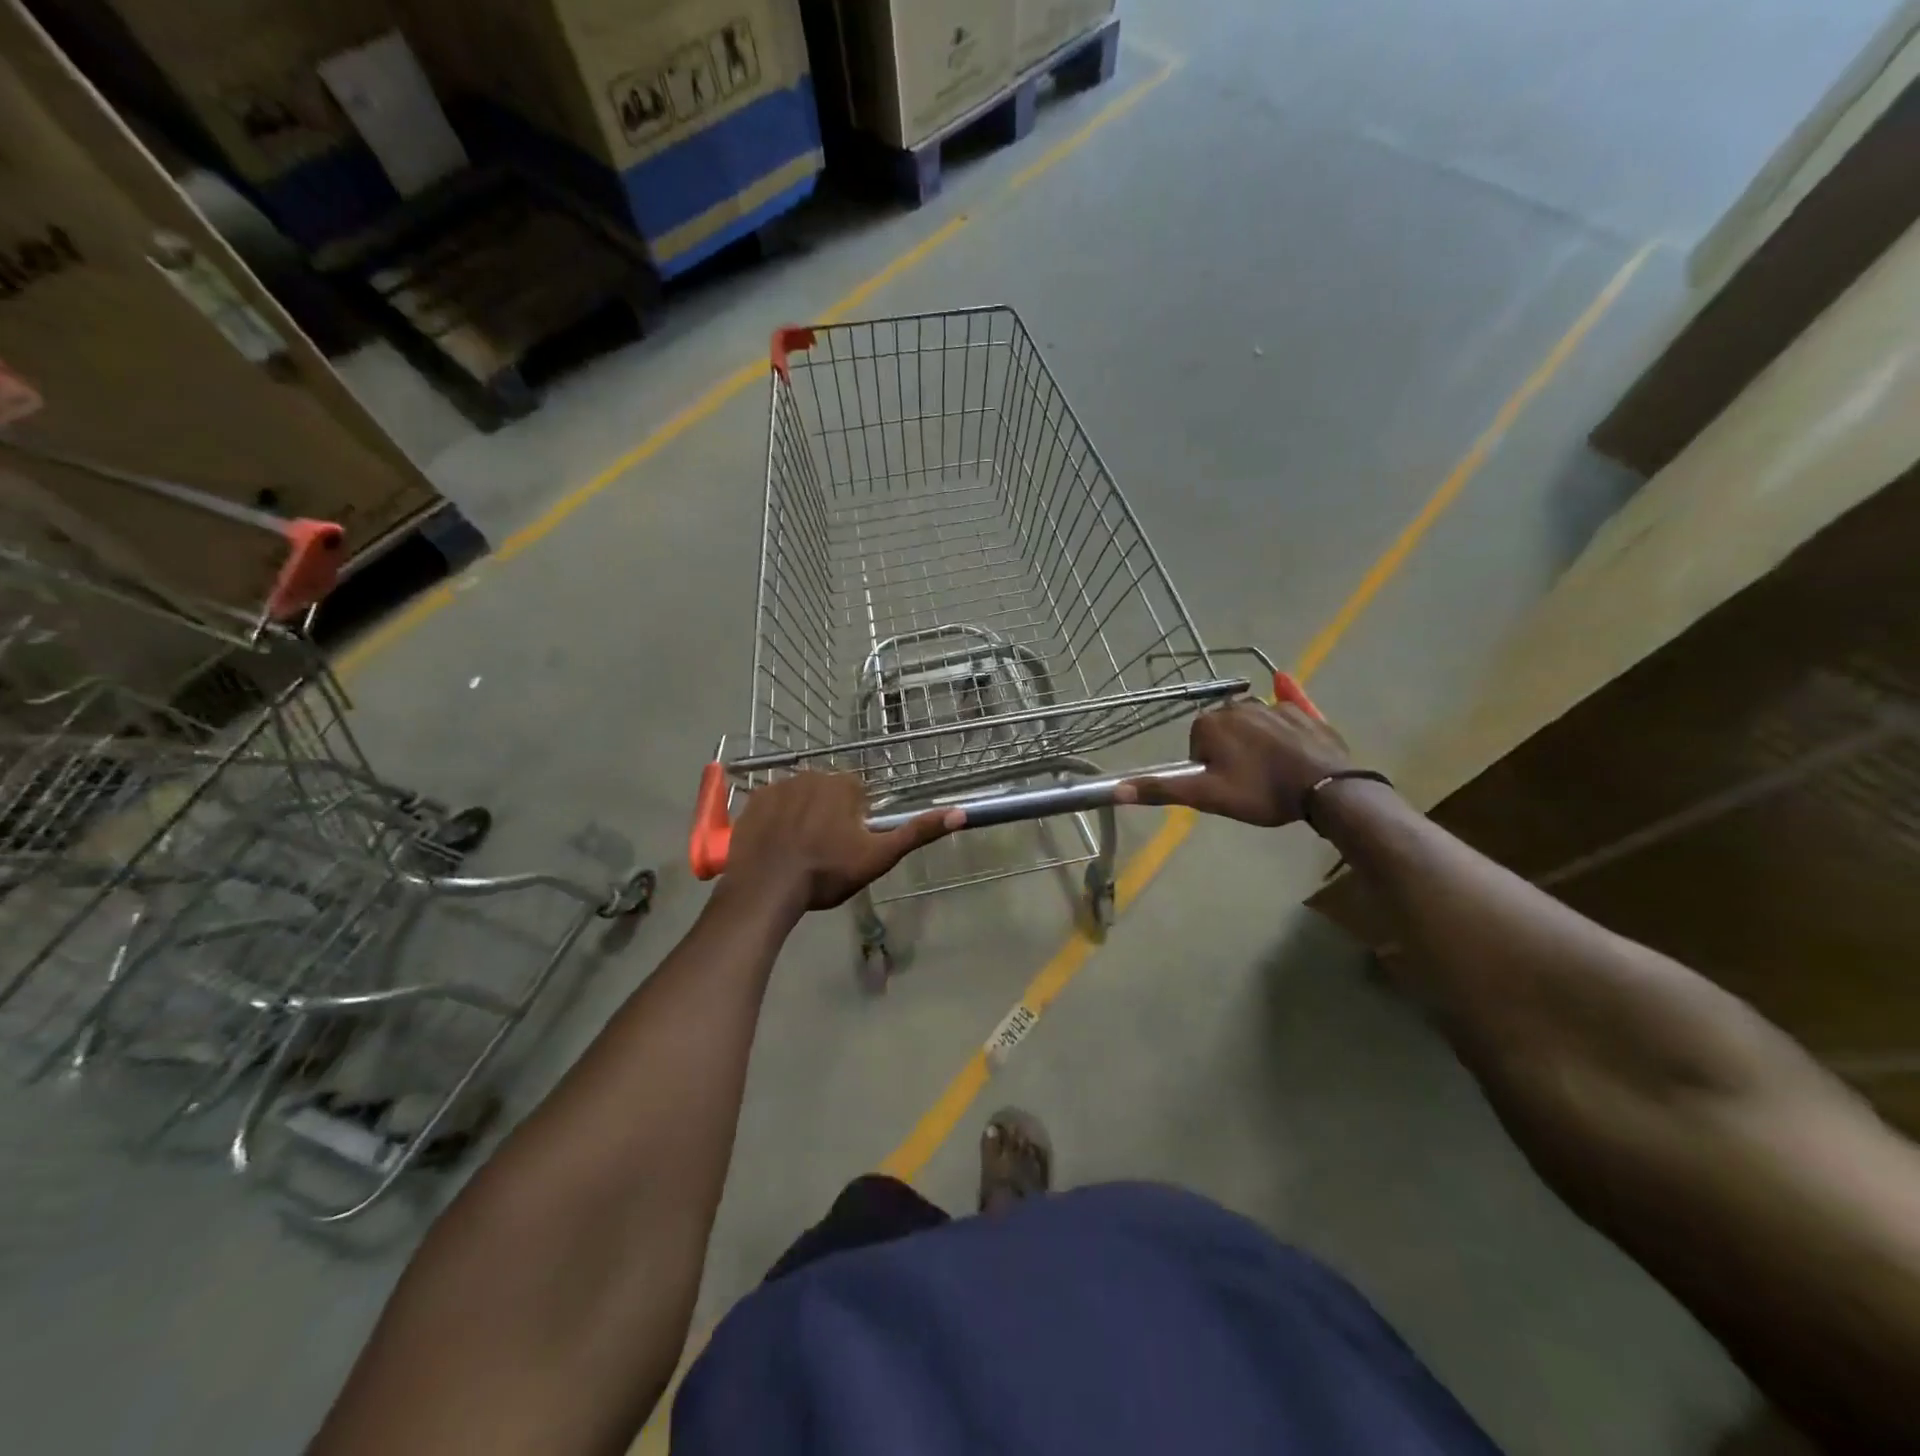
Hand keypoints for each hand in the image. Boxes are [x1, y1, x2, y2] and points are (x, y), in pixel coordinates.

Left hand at [725, 773, 961, 915]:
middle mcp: (812, 773)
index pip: (859, 794)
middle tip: (823, 851)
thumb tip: (961, 813)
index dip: (856, 821)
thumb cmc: (827, 872)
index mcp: (844, 784)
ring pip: (800, 797)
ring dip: (802, 815)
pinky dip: (776, 819)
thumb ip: (917, 833)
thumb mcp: (879, 856)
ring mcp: (778, 784)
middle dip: (829, 814)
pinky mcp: (753, 800)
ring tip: (798, 851)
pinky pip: (772, 804)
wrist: (767, 889)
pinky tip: (776, 845)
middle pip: (828, 792)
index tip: (848, 846)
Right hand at [1115, 699, 1351, 825]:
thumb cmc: (1261, 792)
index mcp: (1209, 722)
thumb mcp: (1207, 796)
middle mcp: (1236, 704)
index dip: (1208, 770)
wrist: (1326, 787)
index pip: (1197, 746)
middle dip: (1230, 755)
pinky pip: (1282, 720)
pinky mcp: (1301, 711)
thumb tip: (1115, 789)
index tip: (1226, 787)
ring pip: (1250, 726)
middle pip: (1222, 733)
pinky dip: (1282, 734)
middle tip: (1248, 784)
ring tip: (1272, 775)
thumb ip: (1161, 789)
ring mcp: (1271, 704)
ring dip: (1254, 745)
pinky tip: (1292, 754)